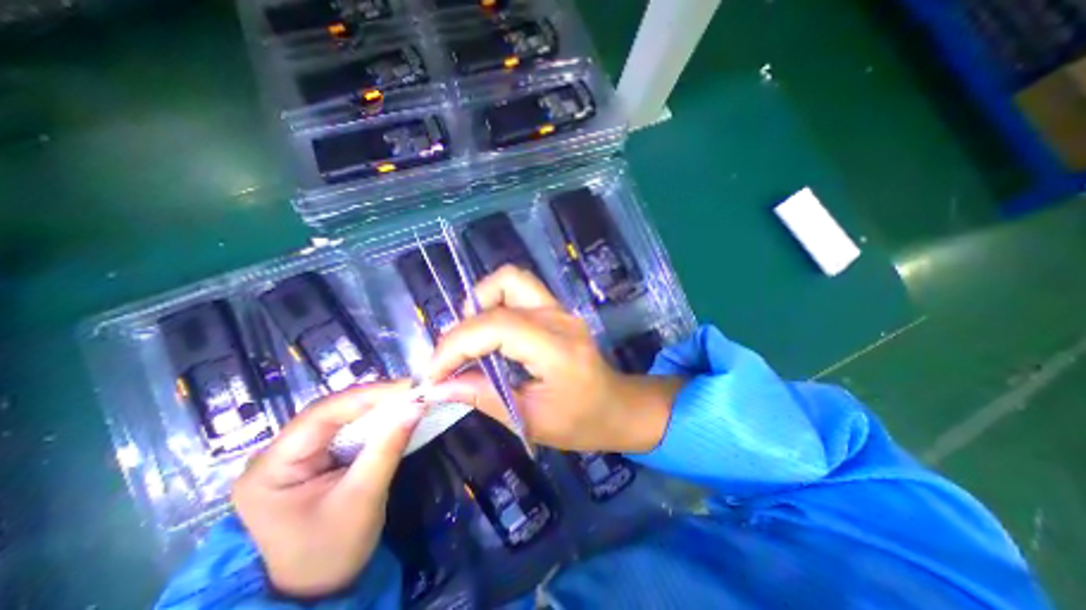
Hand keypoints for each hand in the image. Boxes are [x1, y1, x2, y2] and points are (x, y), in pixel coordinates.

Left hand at [233, 383, 424, 598]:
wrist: (321, 588)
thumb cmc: (333, 550)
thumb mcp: (363, 498)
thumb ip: (388, 447)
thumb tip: (417, 405)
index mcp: (270, 468)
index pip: (321, 415)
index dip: (367, 395)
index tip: (408, 387)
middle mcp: (277, 453)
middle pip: (331, 411)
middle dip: (375, 398)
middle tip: (413, 390)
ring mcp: (296, 453)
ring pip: (341, 416)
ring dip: (377, 406)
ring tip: (409, 397)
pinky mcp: (316, 456)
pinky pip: (348, 428)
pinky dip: (375, 419)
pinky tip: (395, 413)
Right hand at [422, 266, 675, 452]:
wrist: (619, 406)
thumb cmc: (582, 422)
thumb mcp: (530, 419)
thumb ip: (482, 397)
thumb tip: (438, 386)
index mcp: (557, 348)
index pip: (496, 326)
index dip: (455, 345)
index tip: (433, 373)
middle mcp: (559, 317)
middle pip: (502, 291)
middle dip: (463, 325)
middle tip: (451, 359)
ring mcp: (560, 308)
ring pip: (511, 280)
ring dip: (481, 303)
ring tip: (469, 340)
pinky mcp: (557, 309)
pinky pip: (519, 290)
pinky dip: (495, 304)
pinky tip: (489, 333)